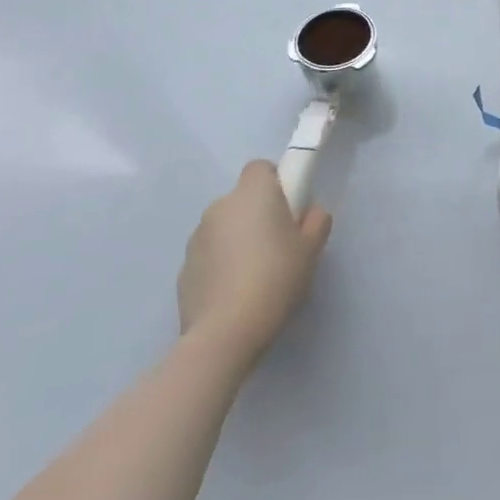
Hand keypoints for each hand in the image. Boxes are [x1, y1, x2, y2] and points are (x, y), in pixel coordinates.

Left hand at [177, 161, 330, 373]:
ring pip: (224, 227)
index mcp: (252, 193)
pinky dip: (221, 264)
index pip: (260, 168)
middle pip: (242, 199)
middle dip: (257, 213)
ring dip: (237, 238)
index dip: (276, 182)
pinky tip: (235, 292)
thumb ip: (316, 220)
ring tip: (255, 273)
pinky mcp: (183, 269)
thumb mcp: (313, 247)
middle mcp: (220, 207)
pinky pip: (210, 254)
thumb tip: (309, 213)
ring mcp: (196, 239)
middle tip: (279, 242)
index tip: (289, 207)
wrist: (226, 332)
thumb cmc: (276, 277)